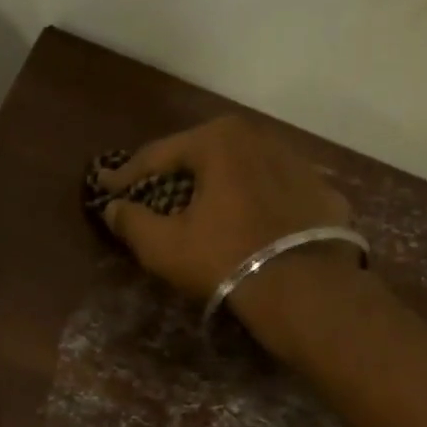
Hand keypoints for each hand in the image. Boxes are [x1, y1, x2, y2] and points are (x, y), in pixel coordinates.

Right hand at [94, 118, 361, 347]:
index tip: (105, 187)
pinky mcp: (321, 192)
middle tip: (152, 191)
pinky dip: (253, 202)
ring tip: (199, 206)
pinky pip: (273, 191)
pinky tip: (245, 222)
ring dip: (216, 185)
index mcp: (217, 141)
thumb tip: (113, 208)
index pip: (158, 155)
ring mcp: (297, 162)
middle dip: (174, 173)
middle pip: (202, 154)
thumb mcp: (163, 245)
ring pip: (241, 170)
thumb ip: (131, 221)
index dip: (126, 175)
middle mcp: (259, 137)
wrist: (304, 288)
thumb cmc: (223, 258)